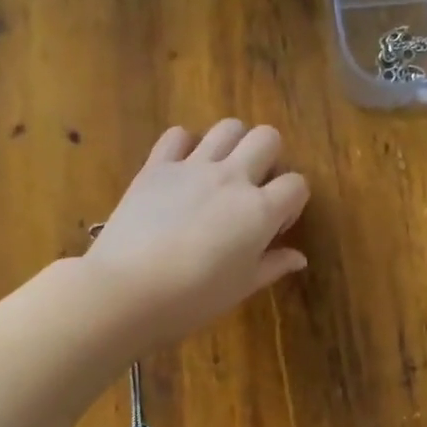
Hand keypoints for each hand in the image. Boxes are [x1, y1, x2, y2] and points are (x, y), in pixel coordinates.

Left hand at [85, 119, 309, 352]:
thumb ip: (273, 265)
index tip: (274, 227)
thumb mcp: (241, 287)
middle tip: (253, 189)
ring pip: (228, 128)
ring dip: (233, 144)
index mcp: (260, 211)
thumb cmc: (193, 298)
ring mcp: (193, 167)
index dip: (292, 203)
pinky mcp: (157, 166)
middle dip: (269, 158)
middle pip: (267, 138)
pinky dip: (184, 145)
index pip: (297, 184)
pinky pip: (177, 135)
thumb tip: (298, 258)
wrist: (128, 290)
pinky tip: (182, 169)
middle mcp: (232, 178)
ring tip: (222, 171)